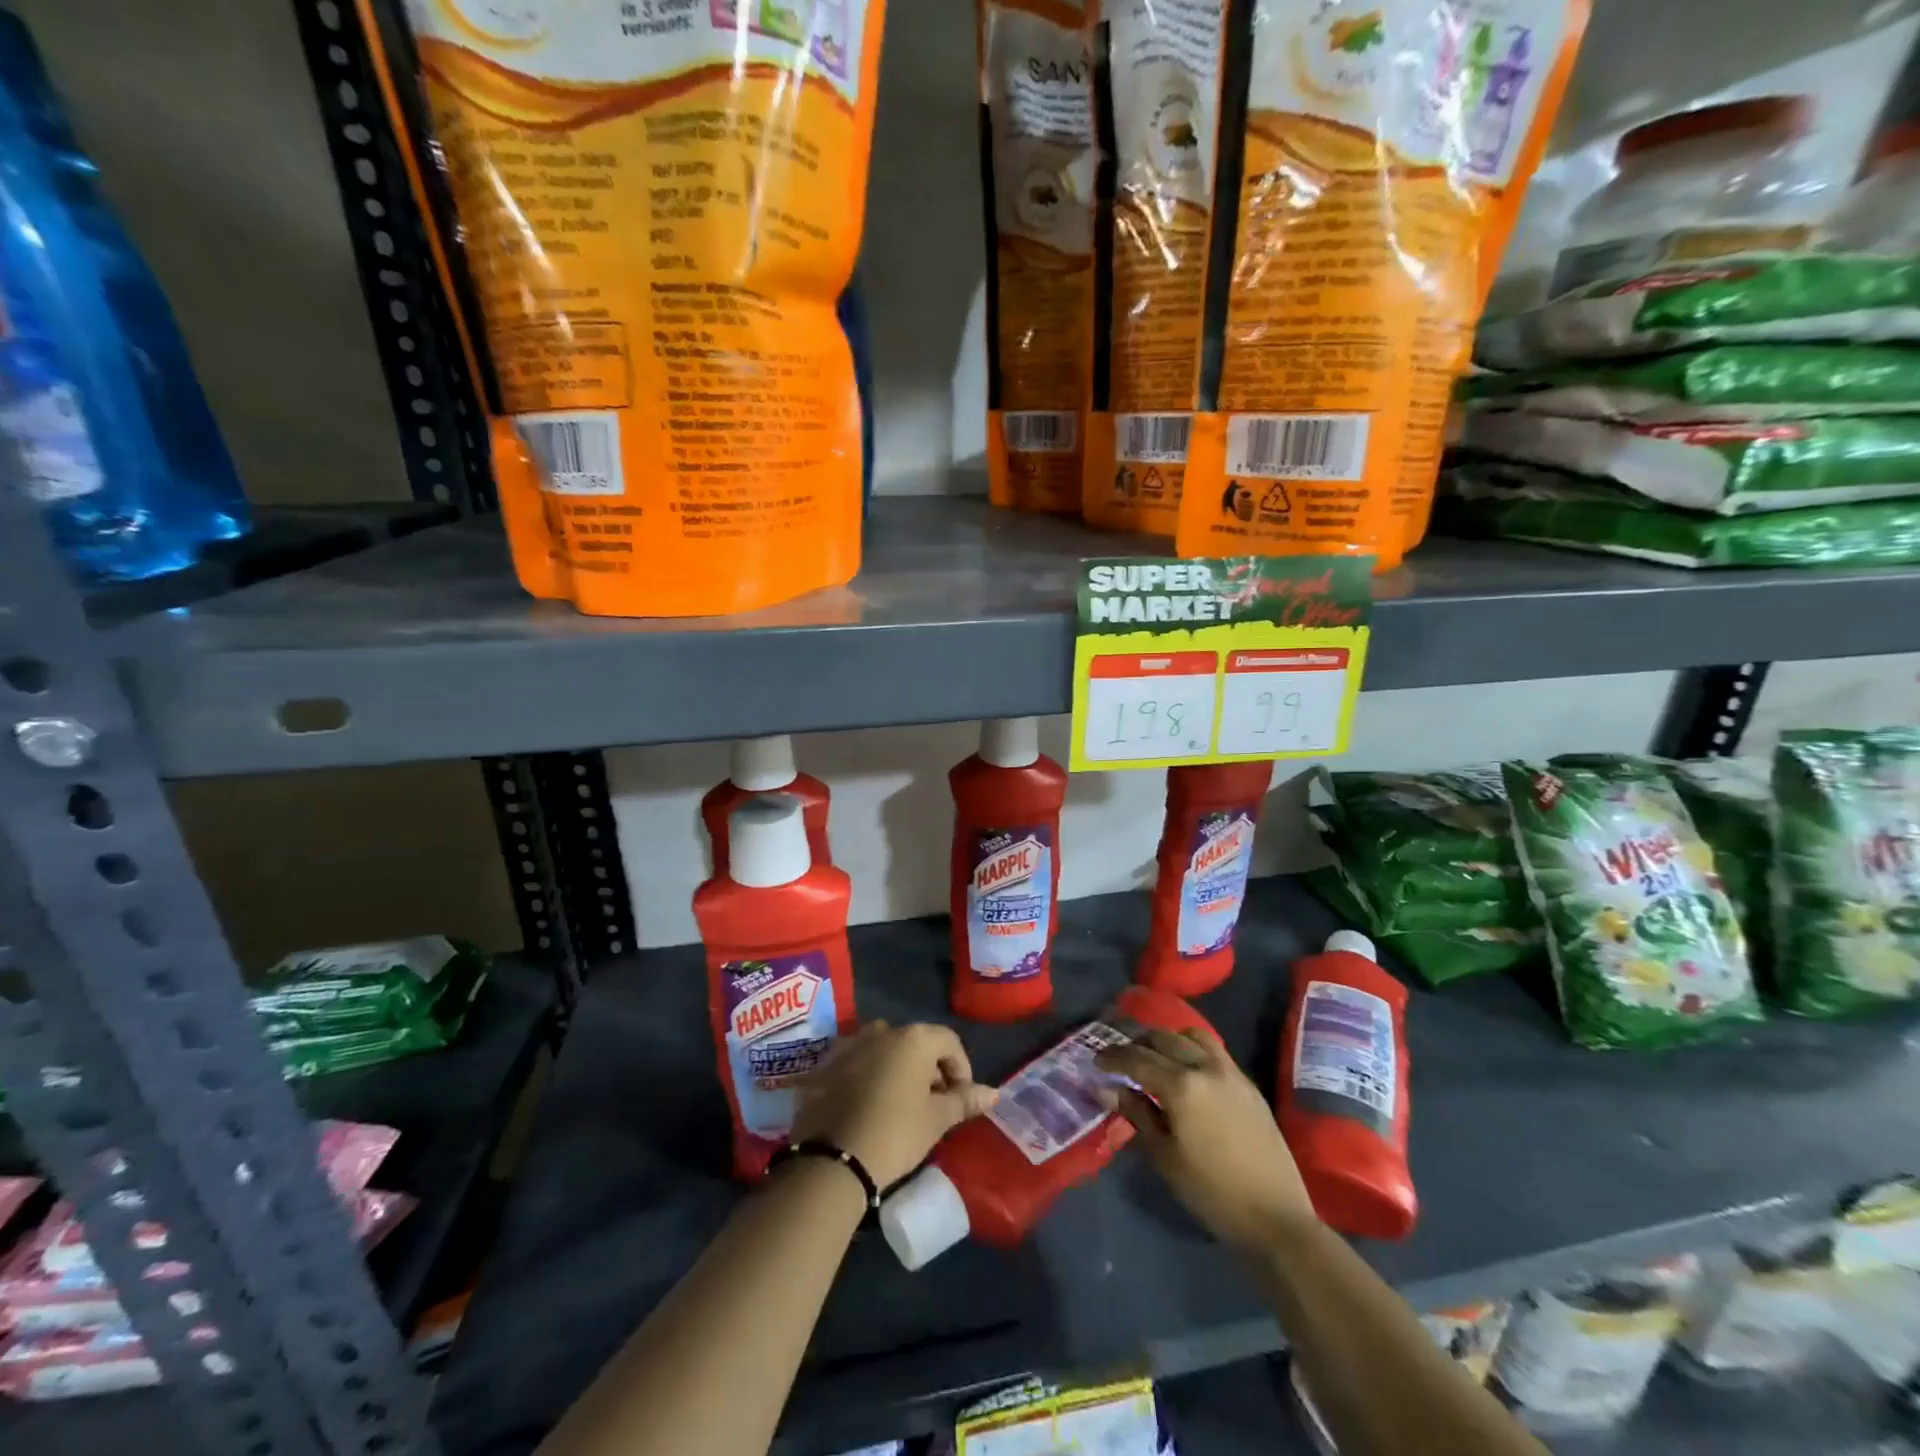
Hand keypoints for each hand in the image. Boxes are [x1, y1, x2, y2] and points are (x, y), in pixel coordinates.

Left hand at [792, 1021, 996, 1188]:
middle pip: (917, 1043)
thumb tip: (993, 1093)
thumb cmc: (895, 1134)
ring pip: (887, 1050)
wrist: (832, 1159)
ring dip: (899, 1069)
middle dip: (930, 1069)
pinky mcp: (828, 1063)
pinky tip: (871, 1105)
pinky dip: (871, 1075)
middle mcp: (883, 1030)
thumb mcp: (936, 1120)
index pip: (949, 1042)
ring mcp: (852, 1043)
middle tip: (933, 1104)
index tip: (960, 1099)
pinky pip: (860, 1061)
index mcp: (914, 1038)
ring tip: (902, 1105)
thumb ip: (965, 1100)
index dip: (961, 1069)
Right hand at [1097, 1028, 1315, 1252]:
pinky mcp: (1247, 1083)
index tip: (1096, 1060)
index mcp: (1181, 1086)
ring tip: (1153, 1056)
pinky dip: (1191, 1048)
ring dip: (1166, 1040)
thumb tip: (1109, 1088)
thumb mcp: (1165, 1156)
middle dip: (1137, 1044)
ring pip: (1190, 1036)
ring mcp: (1230, 1072)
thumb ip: (1137, 1113)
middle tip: (1120, 1058)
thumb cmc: (1212, 1192)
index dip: (1113, 1057)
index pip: (1137, 1059)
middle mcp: (1205, 1067)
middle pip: (1163, 1039)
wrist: (1275, 1217)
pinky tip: (1185, 1069)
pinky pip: (1213, 1049)